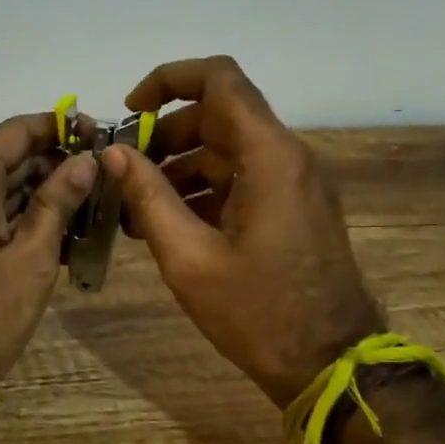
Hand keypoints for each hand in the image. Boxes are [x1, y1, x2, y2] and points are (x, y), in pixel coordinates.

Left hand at [0, 113, 96, 415]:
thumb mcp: (31, 256)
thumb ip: (58, 202)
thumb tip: (86, 160)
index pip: (20, 130)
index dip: (63, 128)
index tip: (105, 138)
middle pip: (16, 157)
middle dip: (63, 164)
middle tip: (112, 179)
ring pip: (11, 188)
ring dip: (53, 195)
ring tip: (103, 208)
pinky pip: (2, 216)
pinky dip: (34, 220)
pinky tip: (74, 238)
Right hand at [102, 56, 380, 407]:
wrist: (331, 364)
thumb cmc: (258, 312)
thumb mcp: (189, 258)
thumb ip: (148, 197)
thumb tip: (113, 154)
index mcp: (268, 156)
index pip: (220, 79)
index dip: (169, 80)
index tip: (131, 112)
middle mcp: (286, 157)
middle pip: (218, 116)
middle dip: (164, 136)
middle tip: (124, 174)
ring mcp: (292, 184)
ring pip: (226, 150)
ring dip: (179, 168)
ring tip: (136, 209)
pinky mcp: (292, 209)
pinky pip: (240, 180)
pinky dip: (202, 191)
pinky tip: (167, 226)